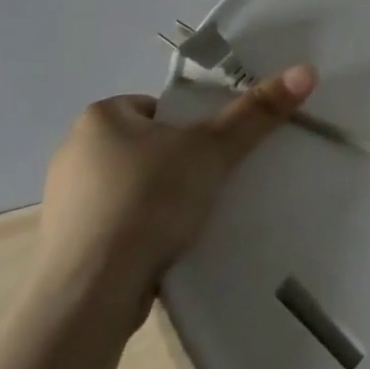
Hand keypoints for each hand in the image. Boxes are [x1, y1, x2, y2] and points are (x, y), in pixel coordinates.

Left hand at [34, 66, 317, 322]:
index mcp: (100, 118)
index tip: (210, 152)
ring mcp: (62, 204)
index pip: (157, 108)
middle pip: (144, 146)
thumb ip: (256, 112)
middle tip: (206, 183)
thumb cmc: (147, 202)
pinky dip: (136, 233)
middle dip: (173, 164)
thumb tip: (306, 71)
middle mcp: (72, 153)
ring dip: (154, 200)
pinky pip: (112, 227)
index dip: (189, 126)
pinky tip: (158, 250)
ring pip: (128, 188)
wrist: (88, 297)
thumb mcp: (212, 150)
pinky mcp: (62, 250)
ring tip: (187, 221)